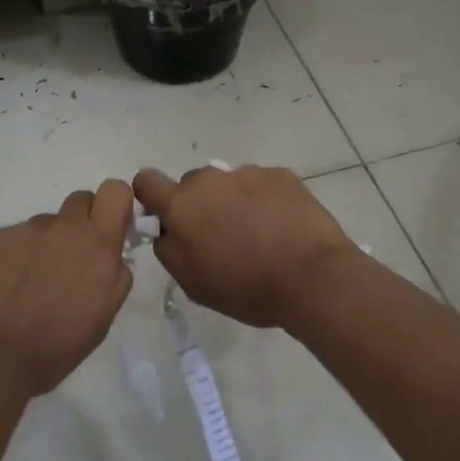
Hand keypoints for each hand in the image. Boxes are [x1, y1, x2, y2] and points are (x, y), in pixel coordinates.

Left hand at [0, 180, 134, 395]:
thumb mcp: (103, 317)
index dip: (112, 205)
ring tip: (25, 286)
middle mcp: (64, 227)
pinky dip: (9, 258)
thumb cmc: (56, 347)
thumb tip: (111, 257)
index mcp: (98, 246)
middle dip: (78, 224)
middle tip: (66, 260)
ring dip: (41, 246)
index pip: (115, 191)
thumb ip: (114, 276)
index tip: (105, 227)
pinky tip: (0, 289)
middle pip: (79, 201)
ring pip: (42, 225)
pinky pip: (10, 239)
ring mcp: (25, 229)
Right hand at [132, 165, 359, 329]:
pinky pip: (262, 184)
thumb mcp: (193, 283)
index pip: (147, 181)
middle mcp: (210, 179)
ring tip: (259, 235)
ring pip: (229, 184)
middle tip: (221, 237)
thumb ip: (169, 250)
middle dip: (199, 205)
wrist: (312, 277)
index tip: (166, 218)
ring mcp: (248, 172)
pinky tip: (282, 226)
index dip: (152, 197)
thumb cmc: (246, 287)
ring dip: (234, 202)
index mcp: (182, 205)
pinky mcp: (281, 174)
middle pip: (192, 184)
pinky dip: (266, 200)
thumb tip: (166, 230)